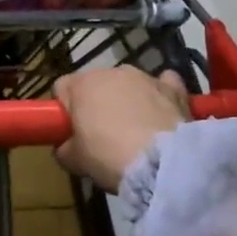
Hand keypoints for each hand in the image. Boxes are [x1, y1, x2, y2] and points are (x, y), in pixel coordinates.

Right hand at [51, 68, 191, 192]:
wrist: (163, 163)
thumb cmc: (108, 156)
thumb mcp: (74, 160)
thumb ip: (64, 148)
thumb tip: (67, 146)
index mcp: (82, 84)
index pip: (62, 88)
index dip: (65, 110)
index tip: (71, 132)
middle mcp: (112, 72)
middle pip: (97, 85)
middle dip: (98, 104)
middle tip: (102, 137)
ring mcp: (145, 77)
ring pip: (129, 85)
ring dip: (128, 101)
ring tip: (136, 132)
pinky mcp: (174, 89)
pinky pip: (164, 85)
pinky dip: (161, 96)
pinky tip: (162, 115)